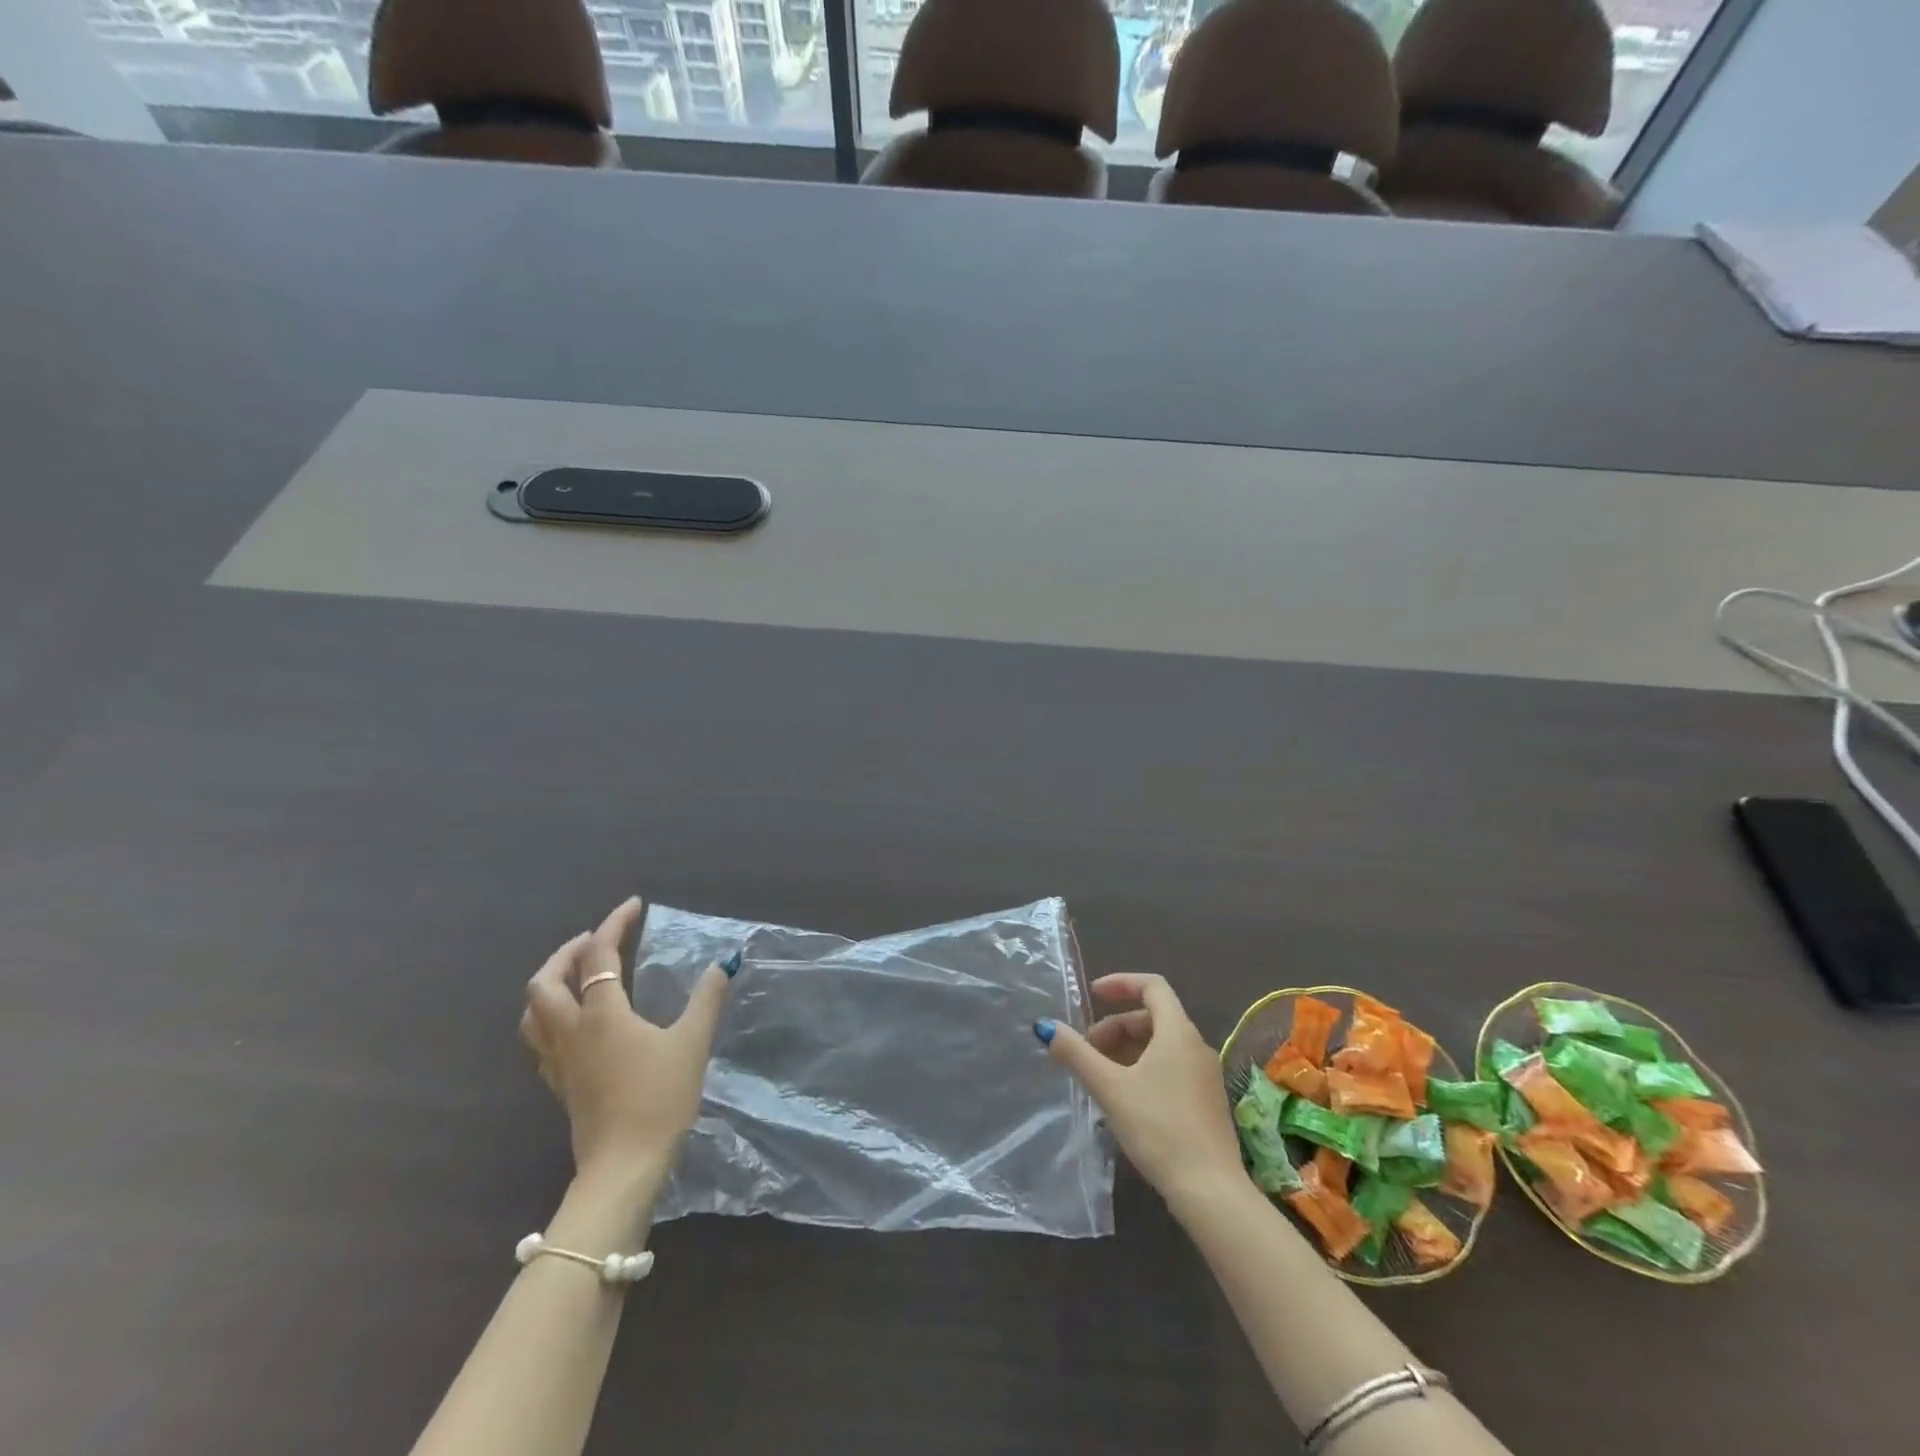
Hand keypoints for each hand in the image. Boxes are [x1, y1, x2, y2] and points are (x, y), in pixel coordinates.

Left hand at [519, 896, 735, 1187]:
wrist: (624, 1167)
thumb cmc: (659, 1099)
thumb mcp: (692, 1043)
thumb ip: (706, 999)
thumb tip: (722, 963)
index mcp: (602, 1014)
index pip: (598, 954)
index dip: (614, 923)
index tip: (634, 906)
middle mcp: (572, 1031)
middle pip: (545, 981)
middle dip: (567, 952)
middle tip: (596, 941)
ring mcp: (559, 1061)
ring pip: (533, 1012)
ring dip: (550, 983)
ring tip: (576, 975)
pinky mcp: (559, 1085)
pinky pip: (540, 1039)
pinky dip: (551, 1016)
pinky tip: (575, 1023)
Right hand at [1042, 973, 1242, 1212]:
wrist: (1210, 1191)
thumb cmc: (1158, 1128)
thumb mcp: (1109, 1088)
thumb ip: (1076, 1054)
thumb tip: (1046, 1027)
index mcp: (1178, 1032)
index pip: (1152, 986)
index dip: (1121, 983)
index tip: (1093, 995)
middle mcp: (1196, 1046)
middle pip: (1153, 1017)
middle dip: (1116, 1026)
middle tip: (1088, 1050)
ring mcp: (1205, 1075)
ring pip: (1162, 1045)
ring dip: (1128, 1049)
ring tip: (1100, 1075)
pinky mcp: (1207, 1101)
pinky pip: (1172, 1067)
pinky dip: (1144, 1068)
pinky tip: (1125, 1098)